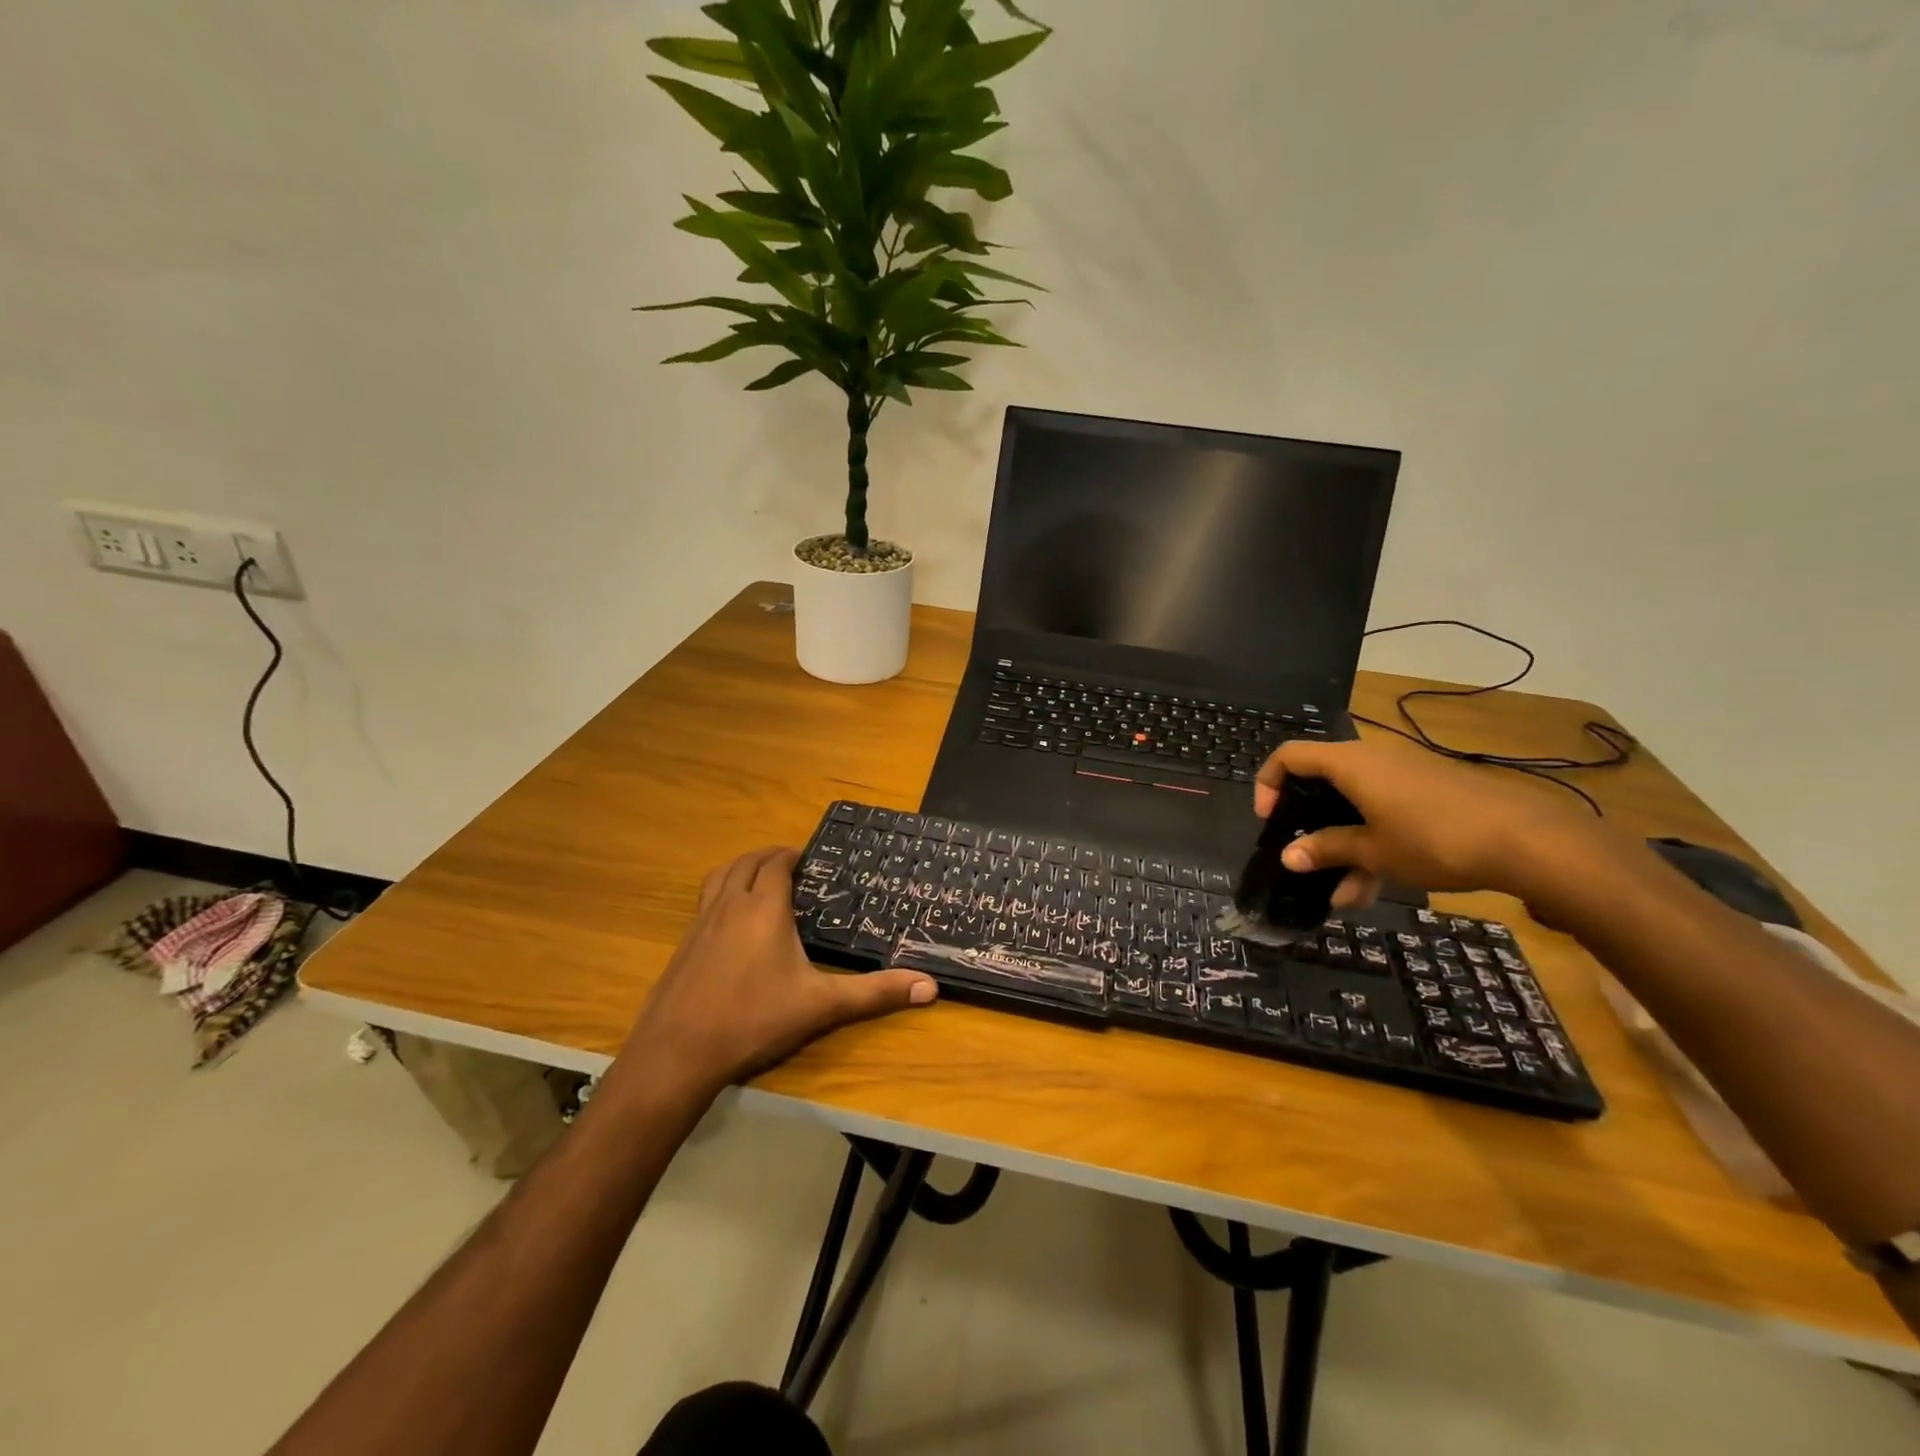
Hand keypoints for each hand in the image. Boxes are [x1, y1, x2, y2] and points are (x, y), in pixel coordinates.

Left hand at [612, 846, 937, 1104]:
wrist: (677, 1053)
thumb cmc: (754, 1019)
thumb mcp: (821, 1006)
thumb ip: (875, 993)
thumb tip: (930, 987)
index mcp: (764, 908)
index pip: (776, 864)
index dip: (792, 855)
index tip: (810, 858)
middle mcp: (730, 905)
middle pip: (747, 863)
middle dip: (769, 857)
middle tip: (791, 864)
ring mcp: (700, 924)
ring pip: (720, 877)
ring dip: (741, 869)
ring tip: (758, 879)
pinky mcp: (683, 945)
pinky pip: (704, 902)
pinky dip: (721, 893)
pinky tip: (730, 923)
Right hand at [1252, 736, 1597, 907]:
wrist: (1529, 839)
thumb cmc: (1435, 839)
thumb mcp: (1373, 851)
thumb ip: (1327, 849)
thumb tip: (1287, 856)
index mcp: (1349, 764)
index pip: (1289, 756)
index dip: (1268, 784)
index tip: (1269, 821)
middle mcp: (1372, 760)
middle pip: (1322, 784)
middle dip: (1310, 827)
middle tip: (1304, 859)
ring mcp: (1404, 776)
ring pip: (1356, 806)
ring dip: (1344, 847)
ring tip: (1345, 895)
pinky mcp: (1430, 793)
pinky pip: (1385, 812)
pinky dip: (1373, 843)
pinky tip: (1376, 887)